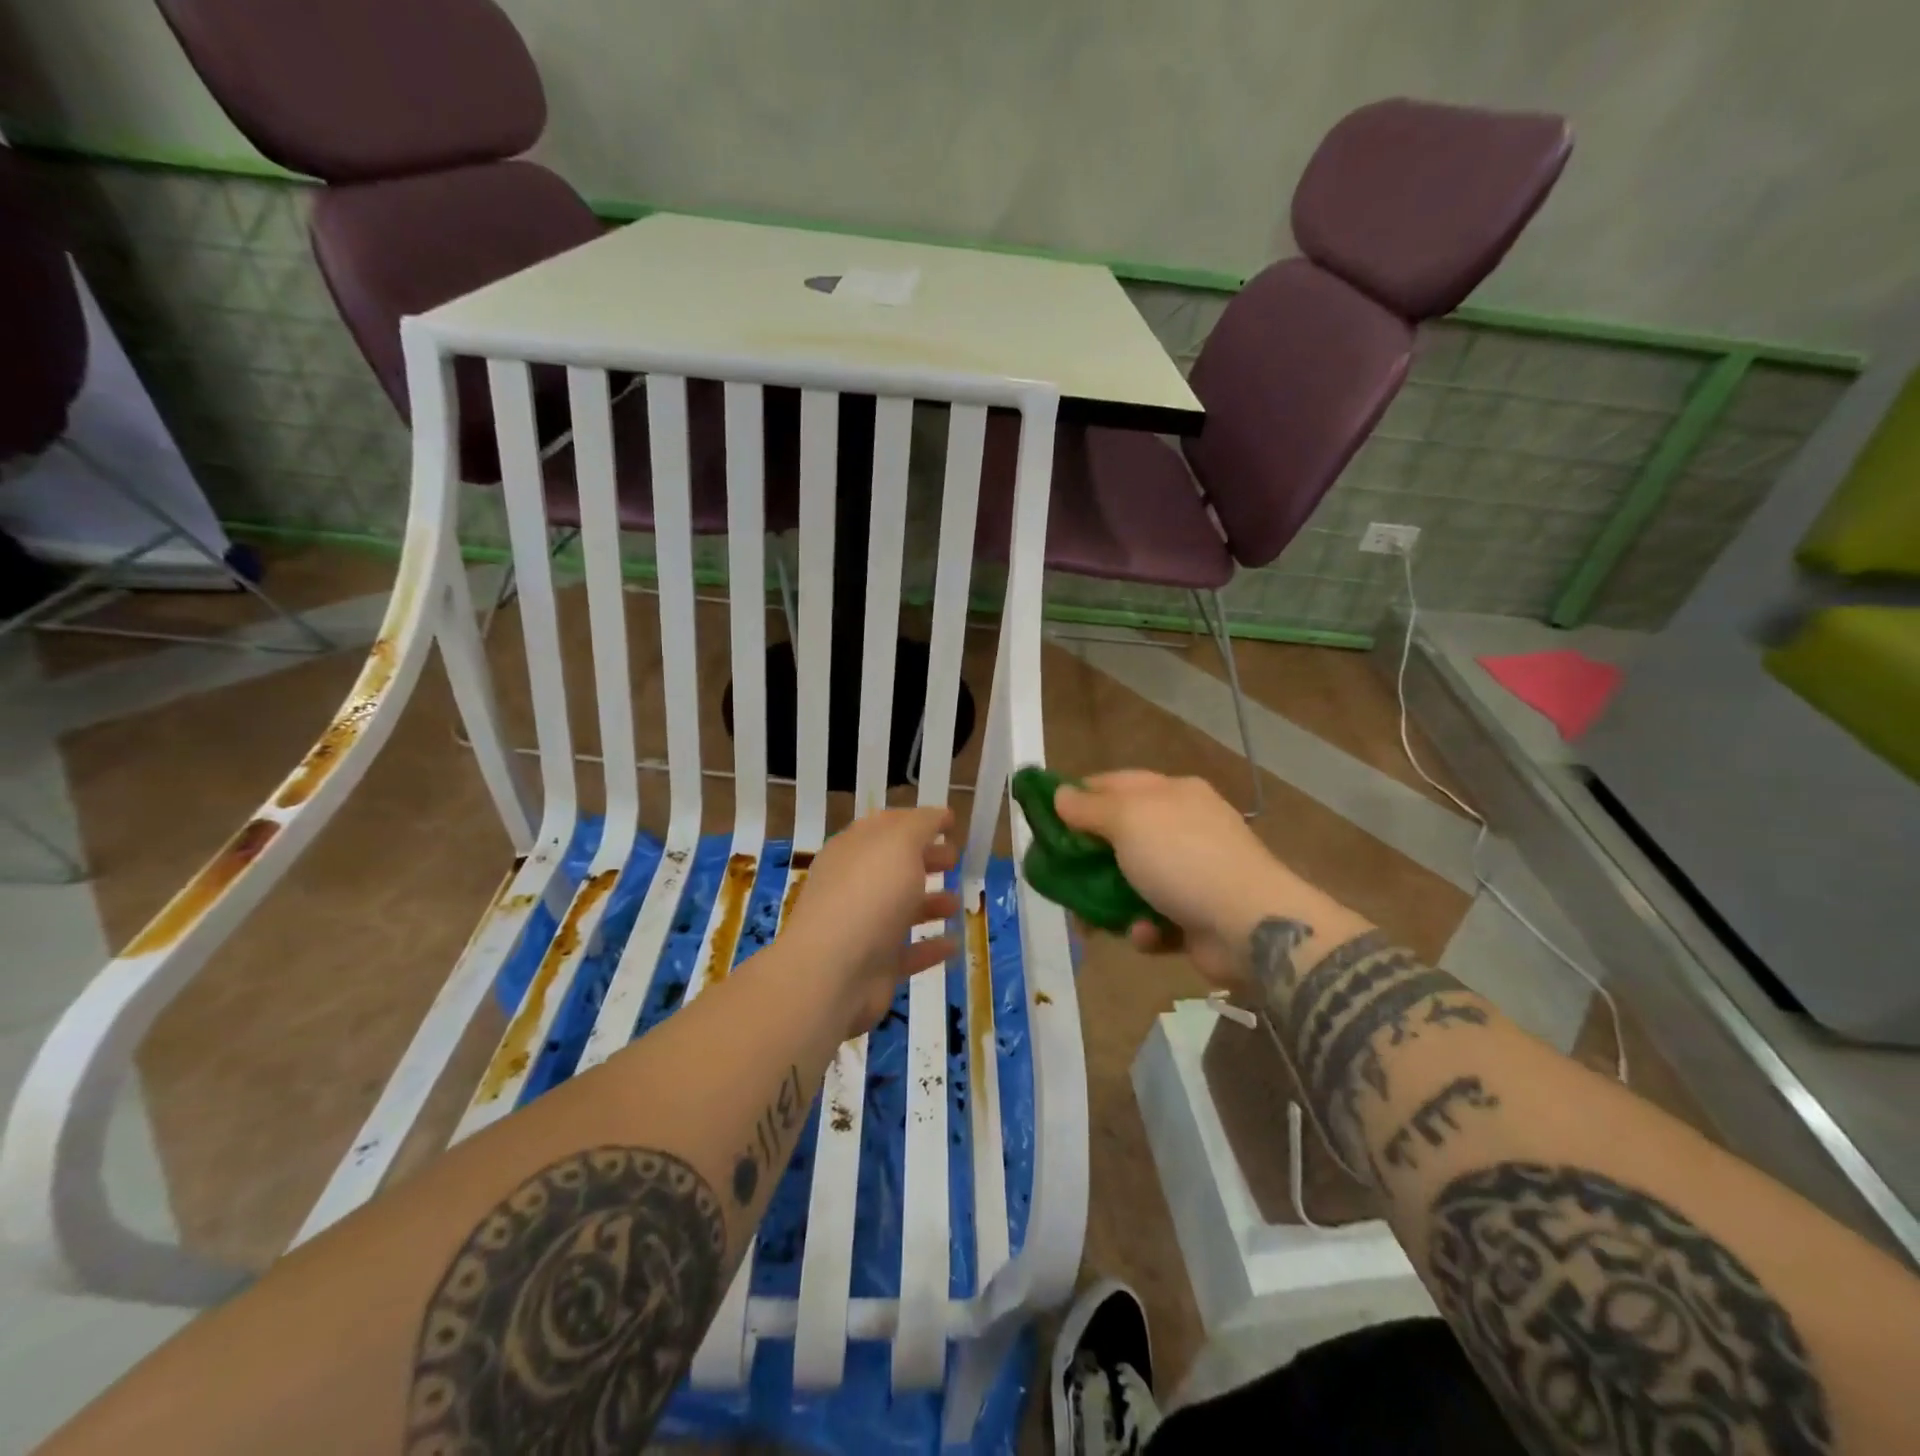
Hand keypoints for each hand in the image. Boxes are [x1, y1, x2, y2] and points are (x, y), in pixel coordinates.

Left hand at [783, 806, 960, 1037]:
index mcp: (853, 850)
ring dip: (930, 904)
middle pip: (894, 867)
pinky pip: (908, 952)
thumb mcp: (899, 843)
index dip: (918, 821)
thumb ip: (921, 825)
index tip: (951, 823)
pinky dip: (931, 947)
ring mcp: (863, 928)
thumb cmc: (868, 895)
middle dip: (925, 859)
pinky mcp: (875, 967)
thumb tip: (939, 815)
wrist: (833, 973)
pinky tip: (954, 944)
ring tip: (957, 903)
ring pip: (901, 909)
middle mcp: (854, 885)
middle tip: (954, 859)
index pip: (885, 826)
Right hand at [1053, 771, 1322, 985]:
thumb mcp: (1128, 820)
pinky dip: (1143, 928)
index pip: (1113, 784)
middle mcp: (1182, 827)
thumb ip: (1089, 808)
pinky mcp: (1195, 914)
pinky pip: (1154, 918)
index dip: (1078, 798)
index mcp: (1171, 794)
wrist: (1249, 925)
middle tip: (1059, 878)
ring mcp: (1191, 872)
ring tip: (1089, 923)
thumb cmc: (1182, 858)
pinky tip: (1145, 934)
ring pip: (1130, 882)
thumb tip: (1060, 794)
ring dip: (1108, 902)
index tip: (1046, 820)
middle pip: (1118, 837)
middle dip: (1087, 860)